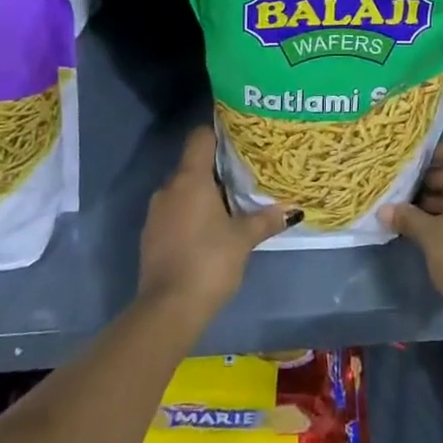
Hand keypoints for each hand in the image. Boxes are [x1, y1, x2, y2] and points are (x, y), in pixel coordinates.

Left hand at [137, 128, 294, 325]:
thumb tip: (291, 209)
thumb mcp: (244, 238)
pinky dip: (191, 214)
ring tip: (231, 202)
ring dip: (203, 193)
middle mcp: (169, 188)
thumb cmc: (209, 261)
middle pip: (193, 164)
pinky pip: (175, 212)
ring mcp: (156, 213)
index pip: (200, 138)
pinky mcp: (151, 236)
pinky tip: (210, 229)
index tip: (239, 138)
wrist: (168, 309)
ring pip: (183, 190)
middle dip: (216, 168)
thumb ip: (266, 219)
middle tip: (244, 173)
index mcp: (190, 179)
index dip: (218, 133)